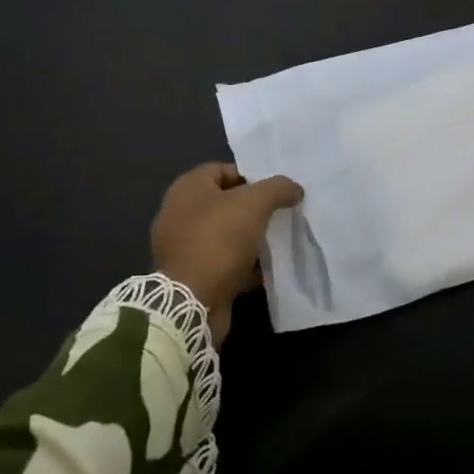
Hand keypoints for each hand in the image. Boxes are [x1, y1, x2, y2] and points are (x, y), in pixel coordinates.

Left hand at [150, 163, 303, 342]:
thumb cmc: (219, 240)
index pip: (223, 170)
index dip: (251, 177)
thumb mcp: (255, 203)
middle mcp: (179, 214)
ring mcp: (182, 247)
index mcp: (187, 189)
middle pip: (225, 203)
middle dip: (253, 209)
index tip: (275, 192)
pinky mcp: (190, 276)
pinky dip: (243, 265)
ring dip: (250, 238)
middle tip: (279, 215)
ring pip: (225, 234)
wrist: (191, 303)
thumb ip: (278, 188)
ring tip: (276, 242)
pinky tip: (265, 269)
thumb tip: (294, 189)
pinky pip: (222, 262)